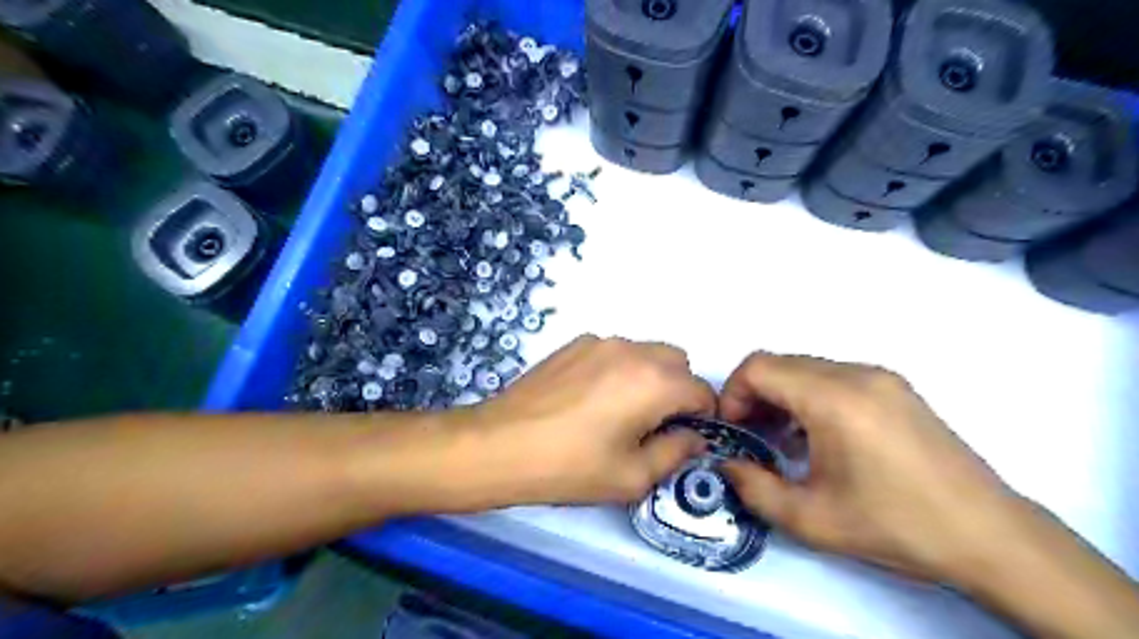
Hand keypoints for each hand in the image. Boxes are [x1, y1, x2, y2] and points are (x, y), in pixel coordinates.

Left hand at [458, 333, 709, 509]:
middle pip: (677, 362)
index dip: (702, 417)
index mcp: (655, 382)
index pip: (702, 391)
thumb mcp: (632, 475)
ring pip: (645, 353)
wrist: (501, 444)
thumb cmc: (571, 466)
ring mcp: (601, 342)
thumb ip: (675, 453)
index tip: (685, 438)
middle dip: (678, 391)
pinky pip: (614, 351)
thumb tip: (692, 437)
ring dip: (649, 377)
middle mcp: (633, 351)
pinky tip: (590, 398)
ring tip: (619, 411)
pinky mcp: (575, 344)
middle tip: (653, 425)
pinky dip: (619, 369)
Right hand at [715, 355, 1018, 583]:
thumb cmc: (895, 526)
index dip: (732, 393)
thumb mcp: (811, 519)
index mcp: (833, 399)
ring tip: (785, 442)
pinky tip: (820, 438)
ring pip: (806, 368)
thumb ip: (754, 489)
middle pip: (780, 363)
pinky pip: (834, 377)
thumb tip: (726, 465)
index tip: (734, 429)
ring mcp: (880, 377)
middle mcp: (856, 374)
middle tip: (753, 437)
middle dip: (754, 396)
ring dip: (782, 396)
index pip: (758, 367)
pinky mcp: (896, 388)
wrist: (990, 536)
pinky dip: (811, 397)